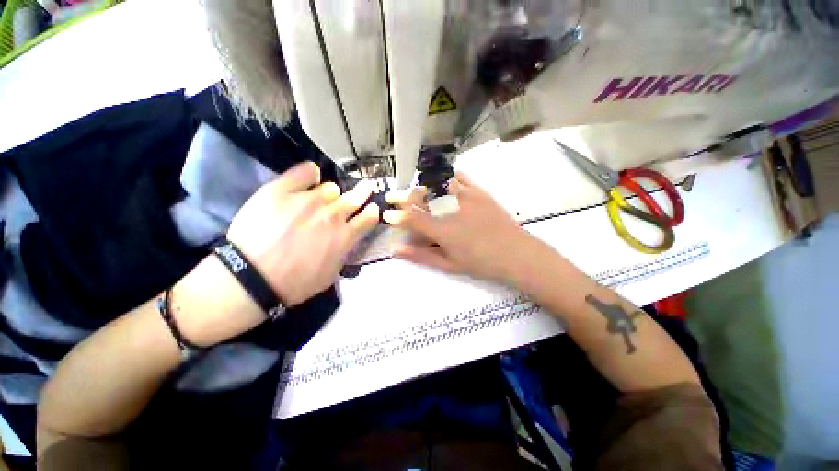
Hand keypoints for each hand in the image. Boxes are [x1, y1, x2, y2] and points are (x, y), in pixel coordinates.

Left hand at [173, 162, 378, 346]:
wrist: (251, 278)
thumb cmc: (295, 283)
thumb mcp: (331, 274)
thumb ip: (345, 251)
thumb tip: (349, 238)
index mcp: (345, 236)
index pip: (370, 216)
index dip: (372, 211)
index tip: (370, 210)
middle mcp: (332, 214)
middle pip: (356, 196)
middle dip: (363, 193)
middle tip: (364, 190)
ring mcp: (308, 200)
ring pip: (331, 188)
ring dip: (331, 195)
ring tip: (321, 199)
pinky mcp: (283, 190)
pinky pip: (306, 171)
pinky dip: (311, 174)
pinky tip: (310, 178)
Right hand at [383, 172, 540, 283]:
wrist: (516, 253)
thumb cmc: (481, 263)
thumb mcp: (449, 265)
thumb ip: (422, 256)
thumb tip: (397, 250)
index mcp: (442, 230)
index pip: (411, 219)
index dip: (396, 216)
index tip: (387, 215)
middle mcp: (451, 209)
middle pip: (420, 197)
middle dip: (401, 197)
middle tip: (391, 197)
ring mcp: (466, 197)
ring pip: (435, 184)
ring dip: (419, 186)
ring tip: (412, 189)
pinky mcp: (479, 191)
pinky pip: (458, 177)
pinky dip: (445, 176)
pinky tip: (439, 179)